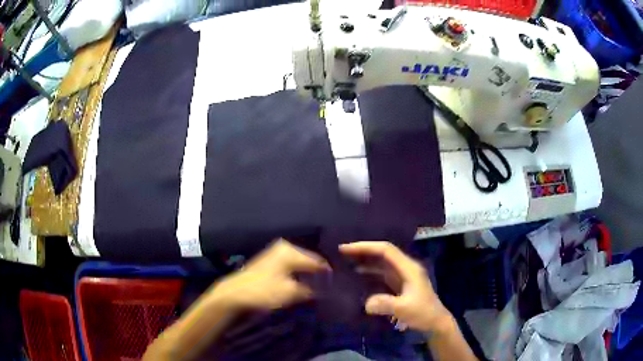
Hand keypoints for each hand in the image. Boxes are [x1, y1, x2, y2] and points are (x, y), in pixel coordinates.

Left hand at [210, 239, 329, 310]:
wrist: (235, 293)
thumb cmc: (264, 291)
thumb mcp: (290, 292)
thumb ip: (309, 290)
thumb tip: (323, 290)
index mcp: (290, 251)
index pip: (316, 261)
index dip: (326, 273)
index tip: (335, 283)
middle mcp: (283, 247)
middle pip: (307, 259)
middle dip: (316, 272)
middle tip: (326, 285)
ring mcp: (274, 253)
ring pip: (298, 262)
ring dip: (306, 273)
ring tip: (315, 285)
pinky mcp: (268, 261)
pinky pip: (289, 265)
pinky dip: (296, 273)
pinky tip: (300, 282)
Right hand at [340, 241, 451, 332]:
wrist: (435, 323)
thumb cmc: (423, 313)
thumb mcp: (405, 309)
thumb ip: (386, 304)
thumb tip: (365, 303)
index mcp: (409, 268)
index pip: (386, 250)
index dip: (366, 247)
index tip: (346, 248)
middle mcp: (405, 268)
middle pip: (383, 254)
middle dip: (363, 251)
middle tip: (341, 252)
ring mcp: (403, 276)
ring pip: (381, 263)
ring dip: (365, 261)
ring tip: (345, 262)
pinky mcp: (399, 285)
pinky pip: (381, 274)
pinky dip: (369, 273)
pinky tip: (357, 276)